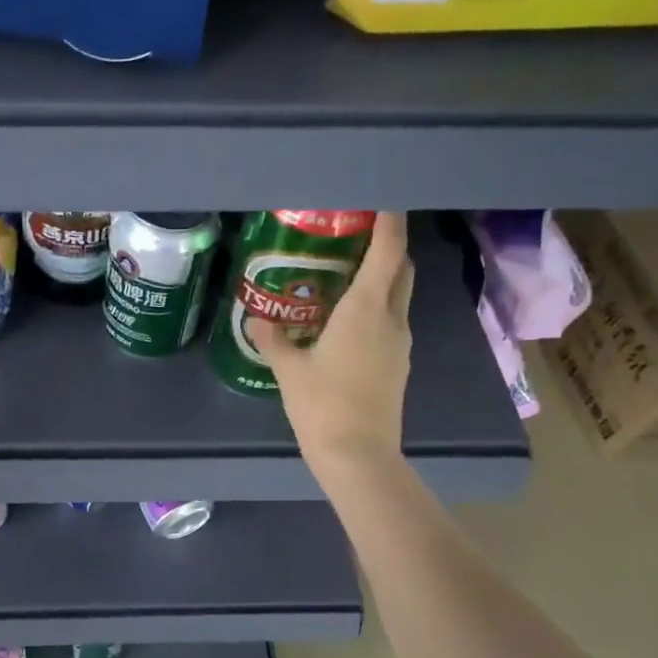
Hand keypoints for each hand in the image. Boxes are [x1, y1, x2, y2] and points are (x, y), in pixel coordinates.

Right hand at [249, 211, 413, 475]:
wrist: (358, 455)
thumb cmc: (322, 404)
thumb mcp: (289, 369)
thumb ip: (272, 339)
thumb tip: (256, 318)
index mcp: (366, 310)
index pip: (388, 252)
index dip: (389, 223)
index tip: (383, 203)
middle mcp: (392, 320)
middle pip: (401, 270)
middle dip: (387, 249)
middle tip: (355, 241)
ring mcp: (400, 345)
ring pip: (398, 298)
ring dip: (381, 281)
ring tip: (344, 280)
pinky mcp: (398, 366)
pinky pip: (391, 323)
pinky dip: (376, 310)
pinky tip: (346, 323)